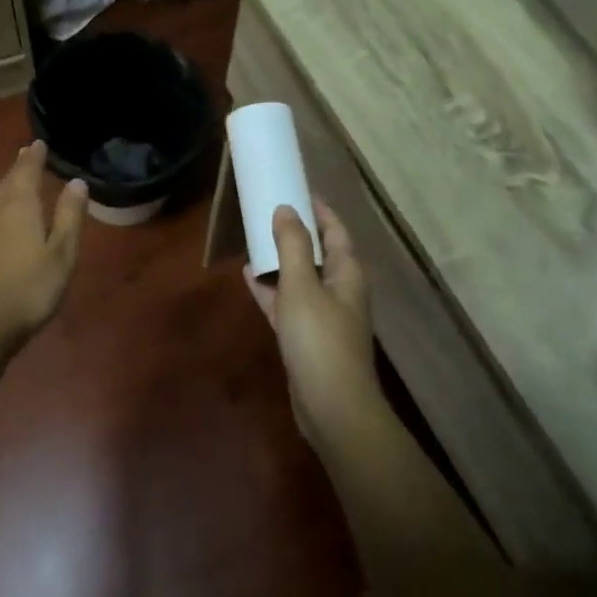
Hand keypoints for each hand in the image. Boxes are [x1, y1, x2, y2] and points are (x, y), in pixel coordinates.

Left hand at [0, 142, 87, 351]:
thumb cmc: (31, 288)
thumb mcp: (62, 253)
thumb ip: (69, 216)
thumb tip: (77, 182)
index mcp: (20, 207)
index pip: (27, 172)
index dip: (34, 157)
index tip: (38, 143)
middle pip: (7, 182)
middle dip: (18, 168)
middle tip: (26, 154)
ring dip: (4, 185)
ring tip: (12, 180)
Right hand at [245, 200, 377, 439]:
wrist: (332, 406)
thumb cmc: (320, 338)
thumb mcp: (301, 285)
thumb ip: (292, 245)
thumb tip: (286, 208)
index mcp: (346, 273)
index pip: (335, 231)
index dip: (319, 210)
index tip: (297, 189)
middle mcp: (339, 290)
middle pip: (317, 253)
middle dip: (295, 233)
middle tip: (268, 212)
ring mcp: (323, 316)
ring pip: (300, 278)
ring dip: (280, 260)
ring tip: (254, 239)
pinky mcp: (307, 338)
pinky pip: (287, 303)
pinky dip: (271, 289)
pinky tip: (249, 277)